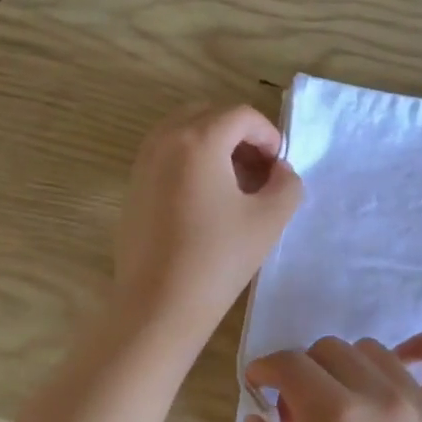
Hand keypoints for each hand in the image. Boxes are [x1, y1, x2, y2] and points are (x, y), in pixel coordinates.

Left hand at [112, 103, 302, 341]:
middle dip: (240, 135)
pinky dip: (193, 161)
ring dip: (216, 146)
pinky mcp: (133, 186)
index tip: (280, 166)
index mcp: (198, 140)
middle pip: (210, 115)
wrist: (158, 306)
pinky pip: (168, 154)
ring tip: (236, 185)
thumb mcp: (270, 219)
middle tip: (260, 170)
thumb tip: (279, 170)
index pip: (241, 115)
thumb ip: (287, 183)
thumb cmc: (218, 258)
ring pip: (186, 132)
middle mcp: (165, 140)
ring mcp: (143, 162)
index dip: (268, 135)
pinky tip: (208, 201)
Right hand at [243, 335, 421, 421]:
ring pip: (372, 351)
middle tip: (297, 415)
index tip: (257, 385)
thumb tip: (257, 416)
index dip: (266, 368)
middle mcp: (377, 395)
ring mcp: (418, 402)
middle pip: (329, 350)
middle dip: (302, 372)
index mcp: (333, 417)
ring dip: (346, 367)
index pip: (291, 363)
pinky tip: (402, 361)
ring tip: (340, 404)